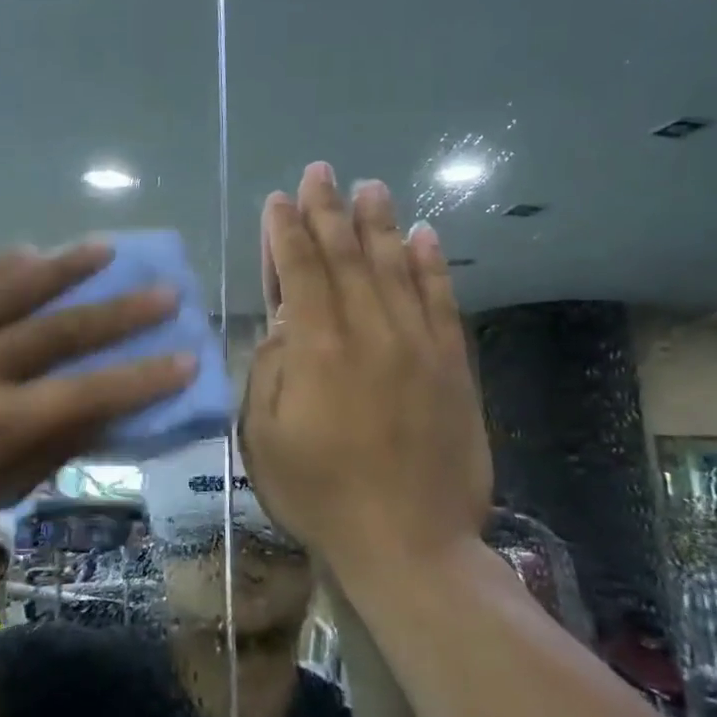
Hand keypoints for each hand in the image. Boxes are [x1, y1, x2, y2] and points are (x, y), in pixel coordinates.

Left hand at [0, 242, 195, 550]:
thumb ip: (37, 456)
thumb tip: (90, 422)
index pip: (89, 394)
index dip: (142, 378)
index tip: (185, 357)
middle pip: (62, 333)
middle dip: (121, 313)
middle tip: (164, 292)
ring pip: (15, 291)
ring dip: (67, 269)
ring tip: (107, 248)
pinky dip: (0, 266)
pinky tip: (27, 251)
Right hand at [239, 163, 490, 566]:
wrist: (409, 543)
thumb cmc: (320, 494)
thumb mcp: (263, 438)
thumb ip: (270, 370)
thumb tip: (283, 323)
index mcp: (316, 350)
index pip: (300, 271)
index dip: (287, 232)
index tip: (280, 199)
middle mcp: (369, 333)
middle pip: (346, 257)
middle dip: (328, 211)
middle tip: (321, 173)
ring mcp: (417, 346)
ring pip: (395, 269)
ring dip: (380, 224)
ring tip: (371, 187)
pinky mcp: (453, 367)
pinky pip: (443, 303)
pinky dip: (432, 266)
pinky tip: (425, 236)